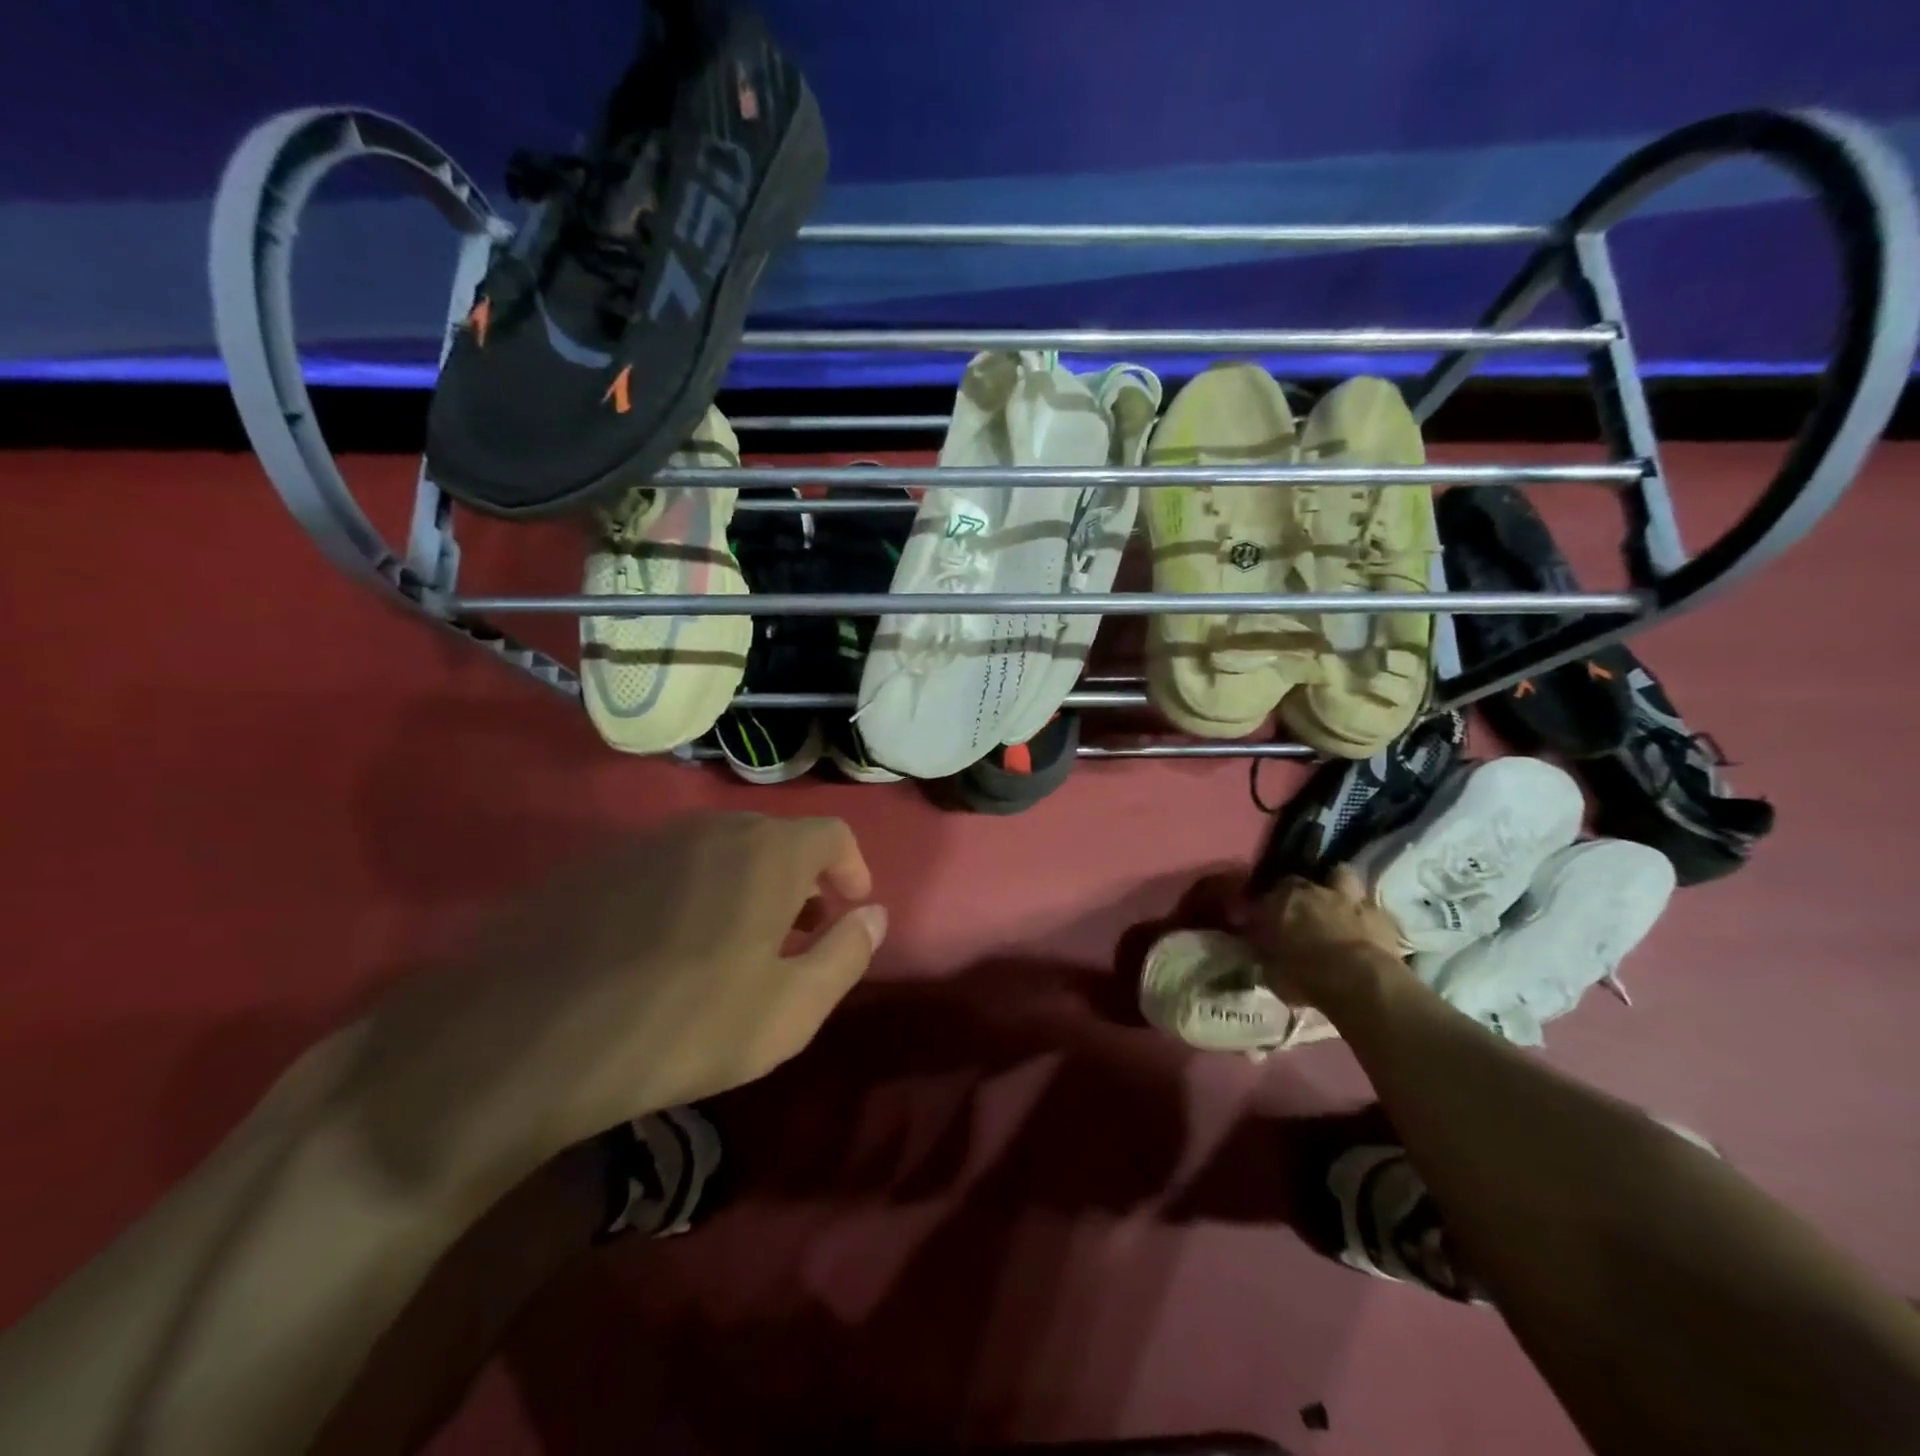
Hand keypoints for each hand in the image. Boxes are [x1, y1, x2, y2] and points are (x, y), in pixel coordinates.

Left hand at [339, 813, 883, 1201]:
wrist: (524, 1037)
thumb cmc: (683, 1025)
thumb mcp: (790, 1010)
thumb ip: (846, 954)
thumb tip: (875, 915)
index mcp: (768, 853)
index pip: (832, 834)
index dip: (852, 868)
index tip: (850, 908)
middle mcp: (713, 829)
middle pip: (776, 839)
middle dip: (801, 881)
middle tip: (798, 933)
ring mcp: (648, 841)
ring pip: (721, 850)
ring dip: (747, 885)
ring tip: (737, 943)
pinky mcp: (598, 865)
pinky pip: (669, 866)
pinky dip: (694, 891)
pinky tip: (668, 946)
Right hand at [1232, 865, 1404, 1011]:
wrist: (1362, 983)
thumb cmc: (1307, 976)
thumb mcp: (1272, 972)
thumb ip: (1264, 954)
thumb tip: (1259, 949)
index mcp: (1280, 901)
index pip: (1262, 897)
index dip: (1262, 910)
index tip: (1261, 924)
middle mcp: (1312, 890)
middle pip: (1299, 882)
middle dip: (1297, 895)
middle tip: (1298, 913)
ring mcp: (1348, 898)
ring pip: (1340, 875)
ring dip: (1335, 887)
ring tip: (1333, 905)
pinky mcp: (1380, 914)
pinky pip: (1367, 905)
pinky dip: (1362, 913)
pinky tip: (1361, 927)